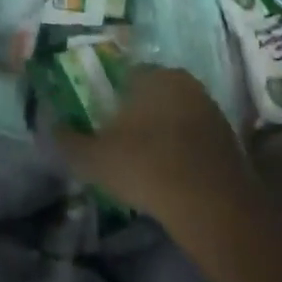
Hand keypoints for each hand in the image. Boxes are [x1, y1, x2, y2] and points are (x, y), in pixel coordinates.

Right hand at [52, 67, 258, 229]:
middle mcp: (184, 82)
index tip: (100, 123)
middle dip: (136, 114)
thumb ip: (69, 140)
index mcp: (152, 75)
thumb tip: (52, 127)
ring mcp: (210, 109)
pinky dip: (181, 151)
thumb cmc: (147, 167)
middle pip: (151, 93)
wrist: (213, 206)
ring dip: (161, 133)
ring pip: (174, 114)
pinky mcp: (229, 138)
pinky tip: (170, 176)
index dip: (108, 98)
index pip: (123, 75)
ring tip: (144, 164)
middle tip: (119, 143)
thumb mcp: (95, 158)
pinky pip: (194, 137)